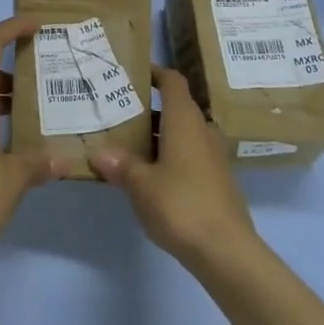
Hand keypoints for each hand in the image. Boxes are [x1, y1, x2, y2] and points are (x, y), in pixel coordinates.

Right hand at [89, 67, 257, 270]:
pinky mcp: (216, 181)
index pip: (173, 82)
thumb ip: (119, 164)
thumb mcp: (140, 184)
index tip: (133, 73)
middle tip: (118, 113)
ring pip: (182, 134)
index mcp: (185, 121)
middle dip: (149, 109)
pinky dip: (169, 156)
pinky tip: (149, 175)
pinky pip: (189, 156)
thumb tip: (97, 152)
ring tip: (127, 144)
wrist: (226, 251)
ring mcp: (213, 157)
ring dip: (158, 136)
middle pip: (176, 108)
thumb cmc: (181, 204)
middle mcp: (202, 131)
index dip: (155, 72)